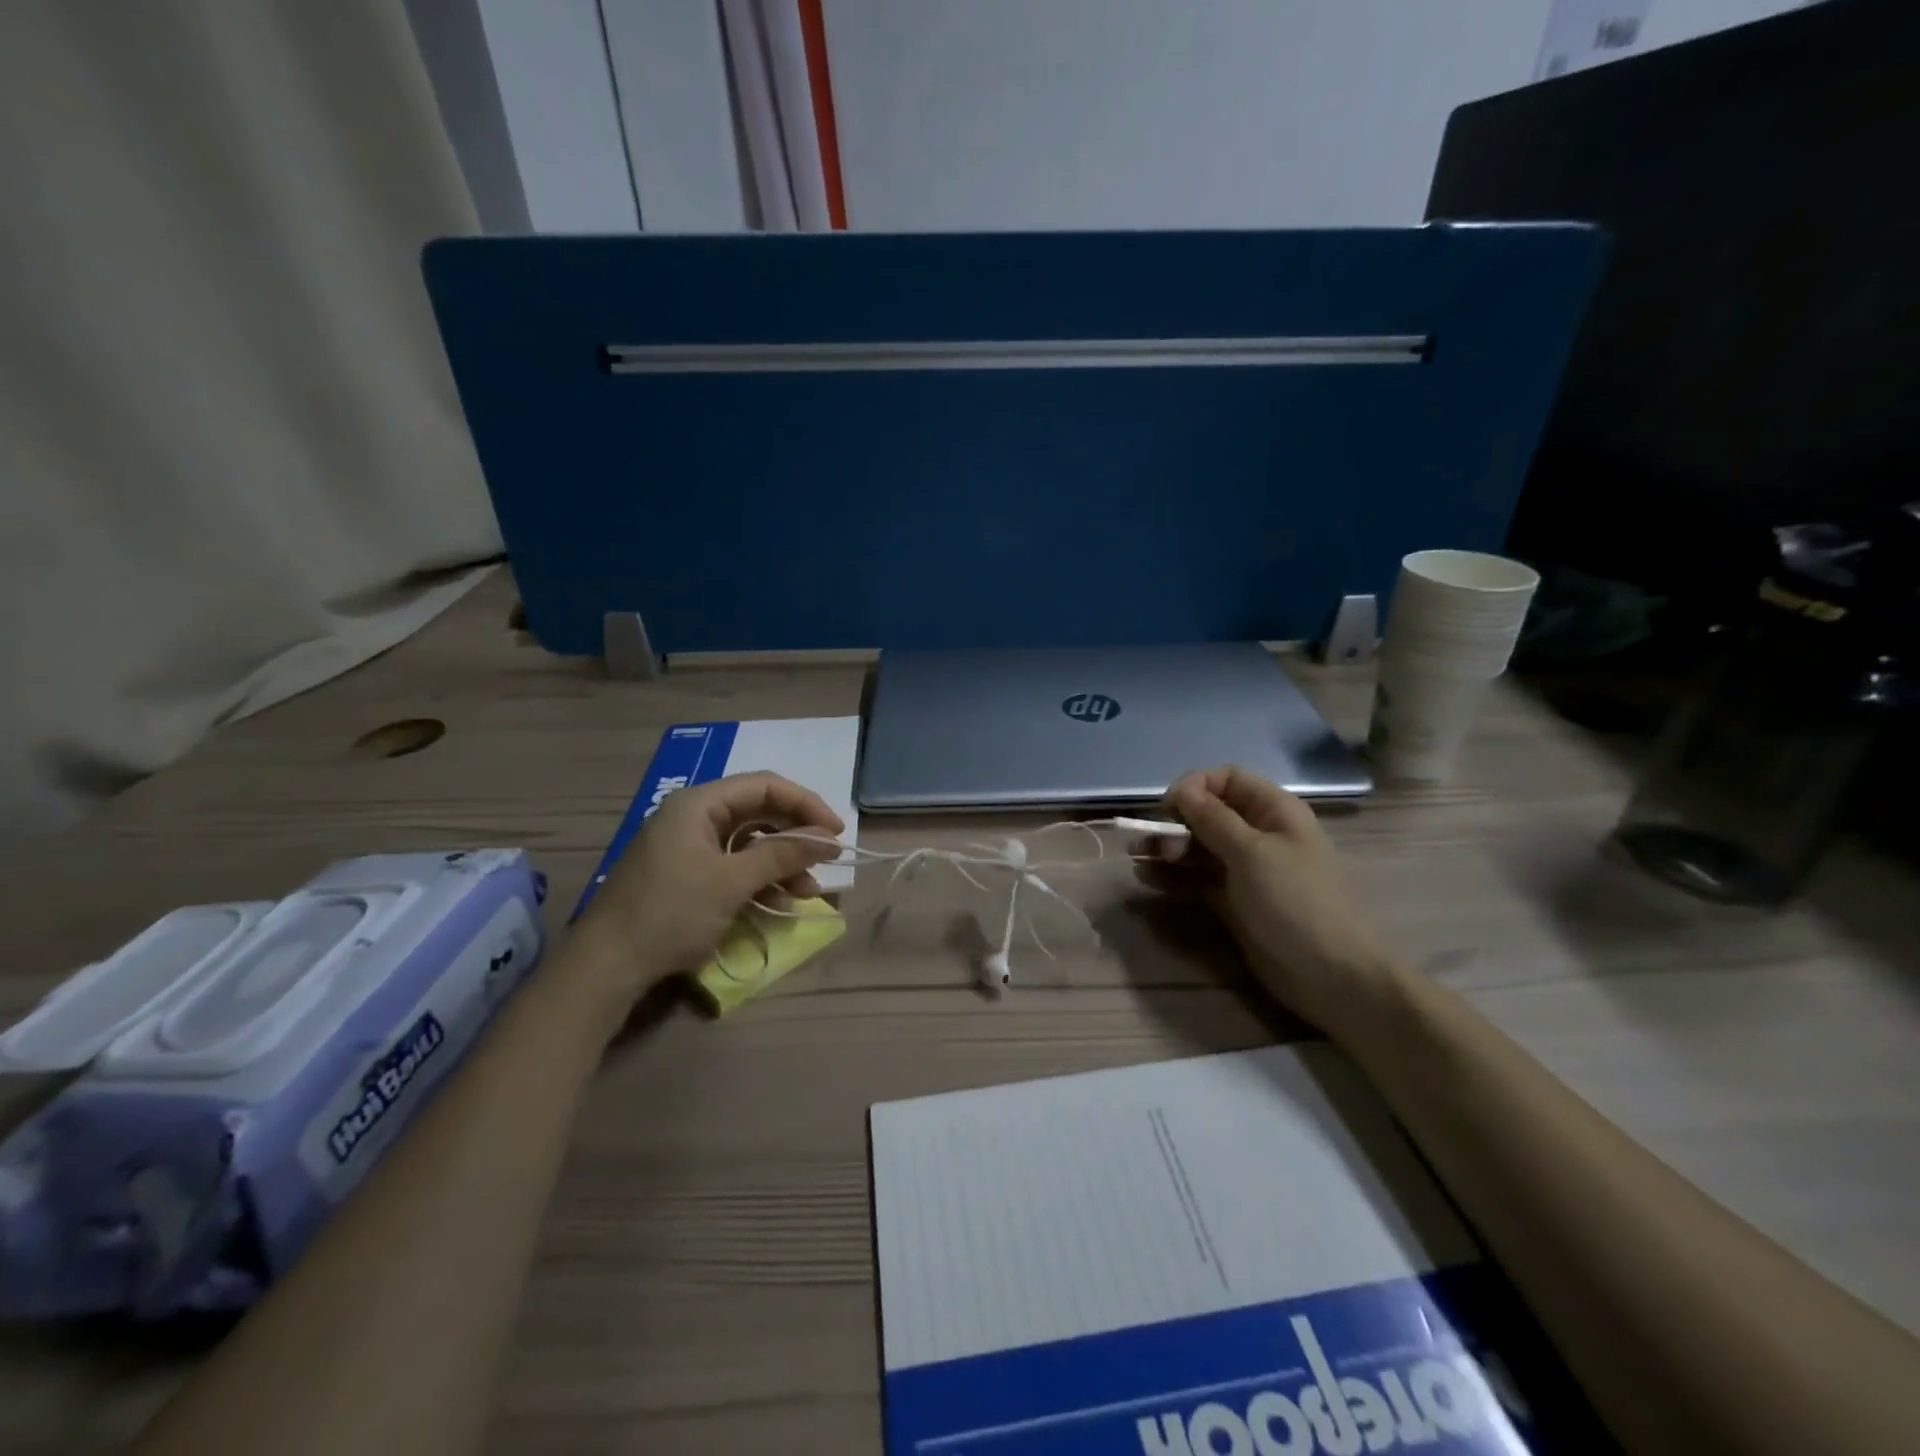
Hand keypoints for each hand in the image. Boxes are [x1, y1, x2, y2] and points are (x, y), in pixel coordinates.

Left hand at [575, 772, 845, 997]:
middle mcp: (694, 817)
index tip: (836, 831)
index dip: (805, 805)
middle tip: (827, 859)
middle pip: (758, 813)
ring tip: (808, 892)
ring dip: (781, 864)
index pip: (765, 786)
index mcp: (699, 804)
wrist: (606, 966)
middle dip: (795, 838)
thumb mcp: (732, 882)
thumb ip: (782, 855)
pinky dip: (758, 881)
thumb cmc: (671, 913)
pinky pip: (733, 866)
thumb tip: (827, 839)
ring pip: (749, 843)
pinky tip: (779, 904)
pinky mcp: (686, 875)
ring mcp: (688, 847)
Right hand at [1152, 766, 1397, 1040]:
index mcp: (1274, 812)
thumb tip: (1182, 789)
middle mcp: (1259, 834)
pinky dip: (1173, 876)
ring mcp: (1246, 870)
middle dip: (1175, 822)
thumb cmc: (1294, 902)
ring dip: (1167, 849)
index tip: (1167, 808)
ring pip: (1198, 847)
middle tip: (1150, 842)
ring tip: (1137, 857)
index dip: (1195, 787)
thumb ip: (1212, 818)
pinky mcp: (1233, 900)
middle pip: (1208, 814)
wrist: (1329, 975)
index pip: (1227, 779)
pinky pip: (1197, 878)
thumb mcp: (1251, 853)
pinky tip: (1146, 877)